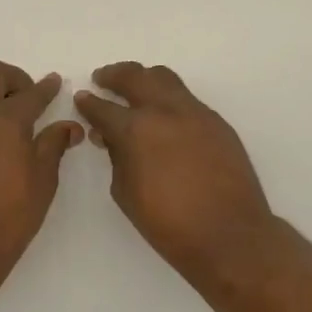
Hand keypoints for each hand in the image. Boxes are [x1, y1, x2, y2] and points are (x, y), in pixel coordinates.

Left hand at [0, 61, 81, 277]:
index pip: (31, 93)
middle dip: (15, 79)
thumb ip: (54, 144)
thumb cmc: (9, 217)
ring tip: (2, 111)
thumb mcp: (42, 181)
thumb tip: (69, 125)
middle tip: (29, 99)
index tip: (56, 83)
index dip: (47, 87)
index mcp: (5, 118)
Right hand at [73, 62, 275, 269]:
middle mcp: (165, 111)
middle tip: (102, 79)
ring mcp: (195, 113)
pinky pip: (187, 99)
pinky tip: (164, 116)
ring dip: (144, 78)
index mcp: (136, 130)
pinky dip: (169, 98)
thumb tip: (110, 137)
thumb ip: (116, 157)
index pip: (103, 108)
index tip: (81, 98)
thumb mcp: (125, 193)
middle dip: (114, 75)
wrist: (230, 236)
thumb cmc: (169, 224)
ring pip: (165, 78)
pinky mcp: (217, 122)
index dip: (88, 103)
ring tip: (134, 89)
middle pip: (135, 77)